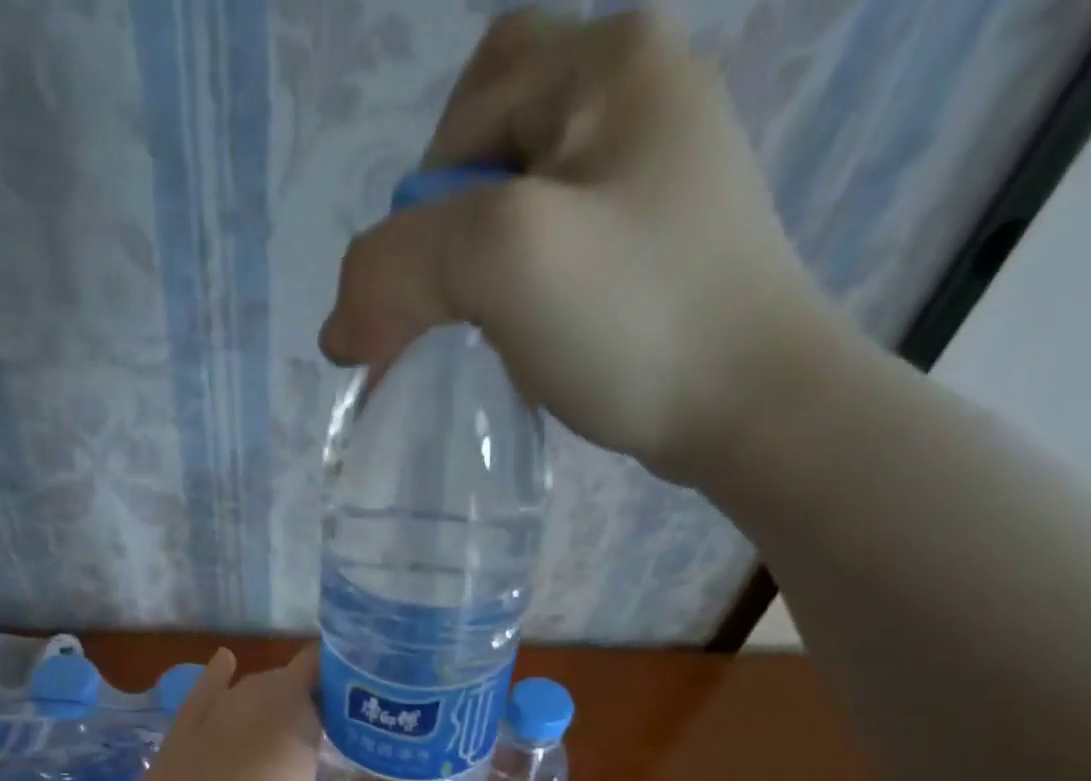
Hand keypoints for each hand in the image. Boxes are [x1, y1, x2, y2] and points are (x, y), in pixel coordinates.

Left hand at [75, 647, 470, 780]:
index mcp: (283, 726)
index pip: (330, 668)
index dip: (368, 670)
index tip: (406, 688)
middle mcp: (241, 712)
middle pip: (296, 679)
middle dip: (339, 690)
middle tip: (384, 719)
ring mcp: (200, 731)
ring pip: (252, 690)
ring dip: (289, 694)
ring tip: (331, 712)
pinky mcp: (173, 754)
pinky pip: (202, 702)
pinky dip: (221, 684)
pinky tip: (223, 666)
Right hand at [318, 7, 835, 484]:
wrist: (751, 407)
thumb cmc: (636, 317)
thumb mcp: (503, 261)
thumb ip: (396, 267)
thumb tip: (338, 328)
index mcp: (611, 62)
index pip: (469, 100)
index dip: (426, 195)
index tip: (438, 279)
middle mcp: (641, 96)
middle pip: (493, 150)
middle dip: (453, 236)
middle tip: (460, 309)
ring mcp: (658, 176)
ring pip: (522, 207)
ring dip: (482, 273)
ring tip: (494, 332)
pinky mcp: (658, 247)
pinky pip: (560, 251)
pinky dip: (524, 295)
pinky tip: (533, 340)